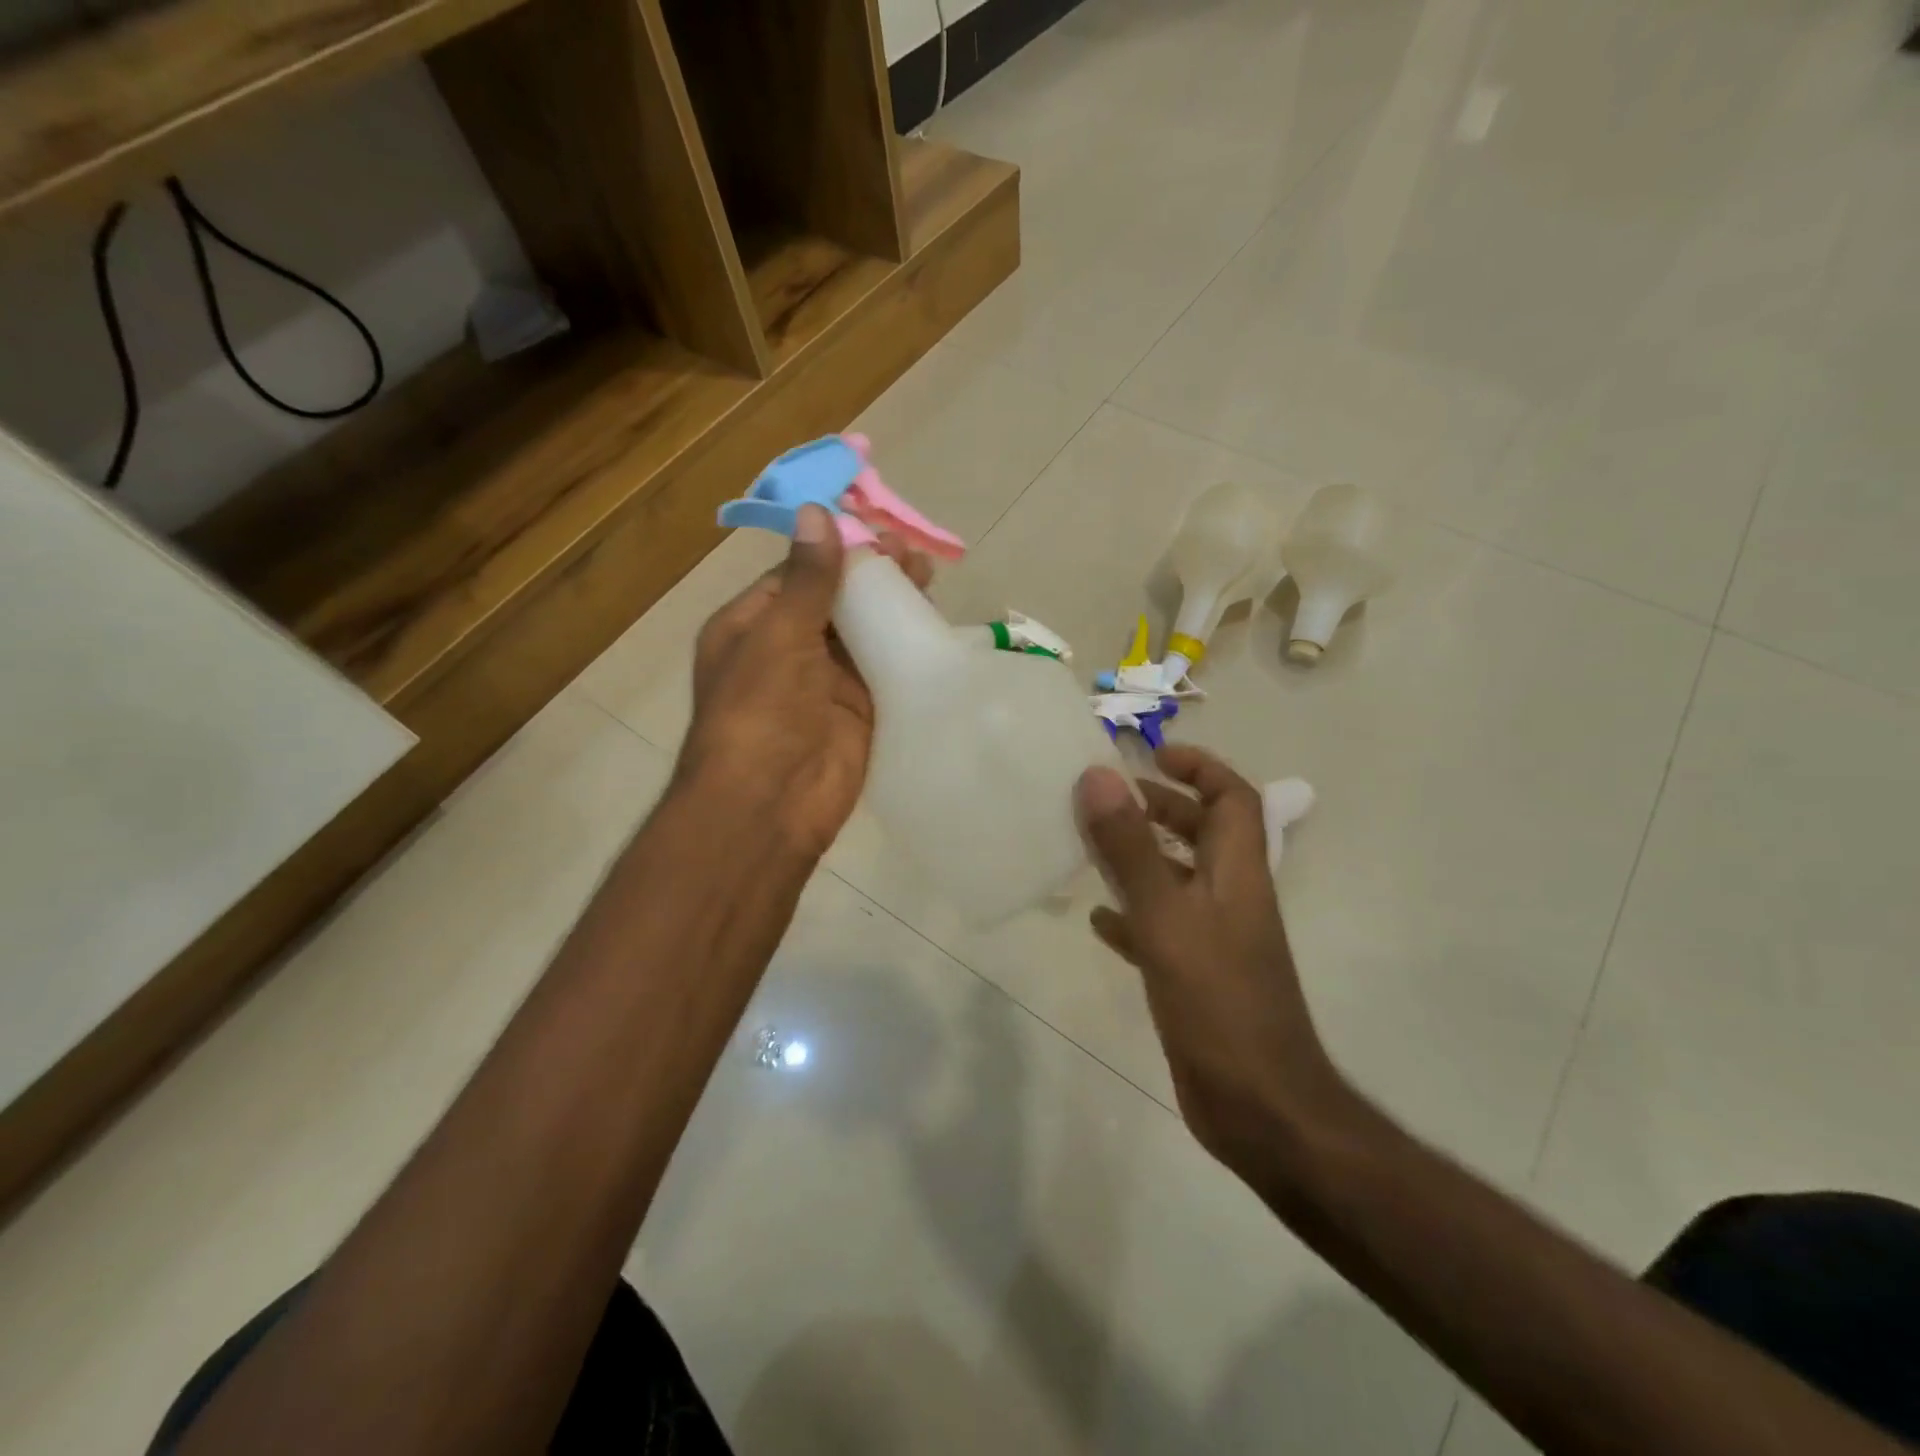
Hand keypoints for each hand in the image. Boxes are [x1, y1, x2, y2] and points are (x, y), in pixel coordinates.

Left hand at [678, 504, 931, 858]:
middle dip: (871, 575)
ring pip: (863, 632)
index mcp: (752, 626)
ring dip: (892, 606)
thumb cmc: (760, 711)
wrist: (771, 803)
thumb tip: (815, 512)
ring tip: (928, 575)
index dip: (836, 550)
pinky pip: (884, 668)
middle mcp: (787, 650)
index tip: (875, 529)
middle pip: (835, 601)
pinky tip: (932, 621)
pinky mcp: (859, 710)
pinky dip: (905, 646)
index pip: (798, 575)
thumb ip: (806, 578)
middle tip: (912, 553)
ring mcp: (825, 682)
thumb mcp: (778, 634)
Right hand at [1076, 746, 1352, 1169]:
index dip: (1199, 767)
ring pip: (1177, 879)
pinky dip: (1131, 914)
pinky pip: (1160, 927)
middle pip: (1203, 834)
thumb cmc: (1219, 1004)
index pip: (1233, 798)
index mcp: (1237, 874)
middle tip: (1109, 798)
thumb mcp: (1168, 918)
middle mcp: (1230, 899)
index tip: (1153, 754)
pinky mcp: (1195, 976)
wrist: (1260, 1109)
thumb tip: (1099, 775)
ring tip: (1091, 846)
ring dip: (1140, 857)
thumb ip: (1132, 848)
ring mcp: (1214, 940)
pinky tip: (1098, 921)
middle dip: (1161, 807)